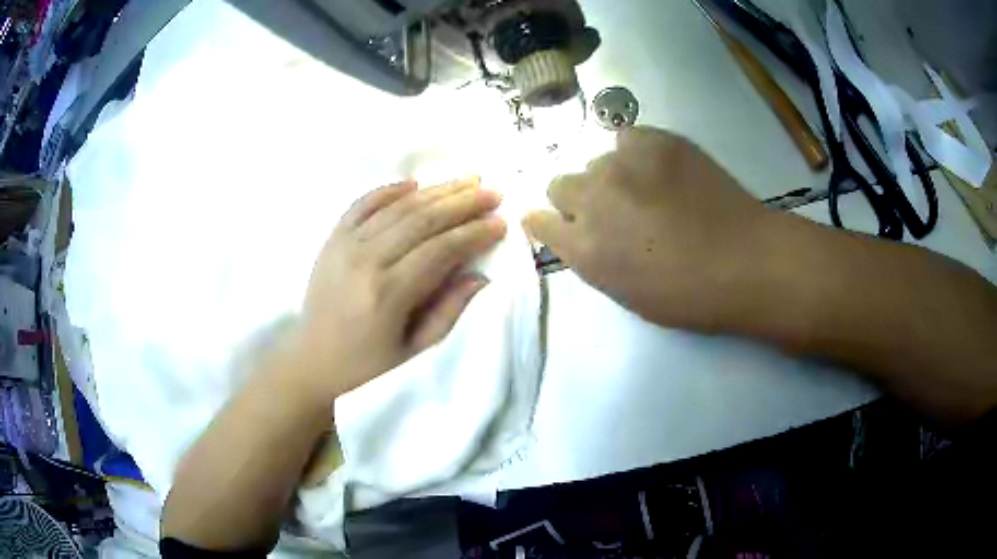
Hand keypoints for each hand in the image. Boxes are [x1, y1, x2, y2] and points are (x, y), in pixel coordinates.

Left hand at [290, 177, 505, 401]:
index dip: (475, 233)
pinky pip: (362, 204)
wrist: (312, 362)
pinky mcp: (332, 239)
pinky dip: (388, 190)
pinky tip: (414, 183)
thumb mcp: (415, 351)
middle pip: (422, 219)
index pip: (441, 249)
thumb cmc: (367, 367)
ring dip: (436, 190)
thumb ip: (449, 310)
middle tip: (493, 192)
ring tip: (467, 180)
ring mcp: (345, 245)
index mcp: (389, 294)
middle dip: (463, 203)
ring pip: (397, 206)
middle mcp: (366, 260)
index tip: (501, 221)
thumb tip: (481, 275)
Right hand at [524, 126, 776, 330]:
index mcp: (584, 249)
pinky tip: (660, 169)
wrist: (746, 263)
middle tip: (613, 212)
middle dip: (579, 200)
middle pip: (559, 185)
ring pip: (596, 162)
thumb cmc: (689, 295)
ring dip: (611, 178)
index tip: (561, 224)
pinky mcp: (655, 141)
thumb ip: (592, 259)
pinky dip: (637, 153)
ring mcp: (623, 164)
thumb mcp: (626, 293)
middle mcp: (592, 200)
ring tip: (648, 191)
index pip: (537, 221)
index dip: (547, 222)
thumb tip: (580, 233)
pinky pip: (627, 138)